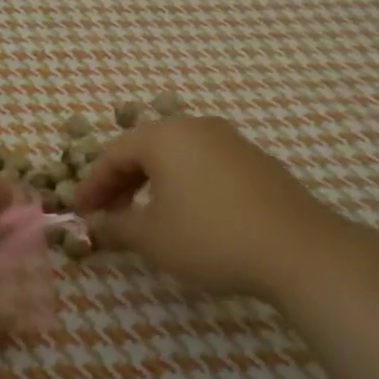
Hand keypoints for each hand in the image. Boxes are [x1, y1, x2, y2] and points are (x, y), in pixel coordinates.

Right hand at [72, 116, 378, 302]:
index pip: (114, 154)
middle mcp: (197, 127)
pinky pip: (204, 164)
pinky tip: (187, 214)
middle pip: (144, 149)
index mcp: (165, 136)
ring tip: (144, 216)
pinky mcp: (255, 161)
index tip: (79, 213)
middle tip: (108, 215)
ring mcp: (231, 141)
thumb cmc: (211, 238)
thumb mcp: (152, 238)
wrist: (300, 250)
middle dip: (120, 183)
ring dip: (151, 183)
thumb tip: (95, 226)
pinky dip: (183, 184)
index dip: (92, 185)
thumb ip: (116, 227)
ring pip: (176, 156)